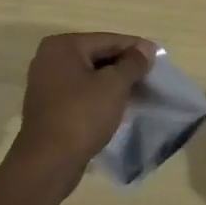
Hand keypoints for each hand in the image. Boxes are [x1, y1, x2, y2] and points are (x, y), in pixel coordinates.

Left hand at [7, 32, 156, 190]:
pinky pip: (81, 92)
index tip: (158, 57)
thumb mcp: (114, 85)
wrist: (48, 164)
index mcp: (63, 46)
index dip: (136, 48)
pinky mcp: (49, 106)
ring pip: (90, 75)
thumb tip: (146, 49)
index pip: (108, 40)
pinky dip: (99, 95)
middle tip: (151, 76)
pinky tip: (117, 105)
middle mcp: (50, 58)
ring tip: (139, 90)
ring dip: (113, 82)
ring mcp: (46, 83)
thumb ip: (133, 63)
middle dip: (124, 65)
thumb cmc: (82, 116)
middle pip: (97, 55)